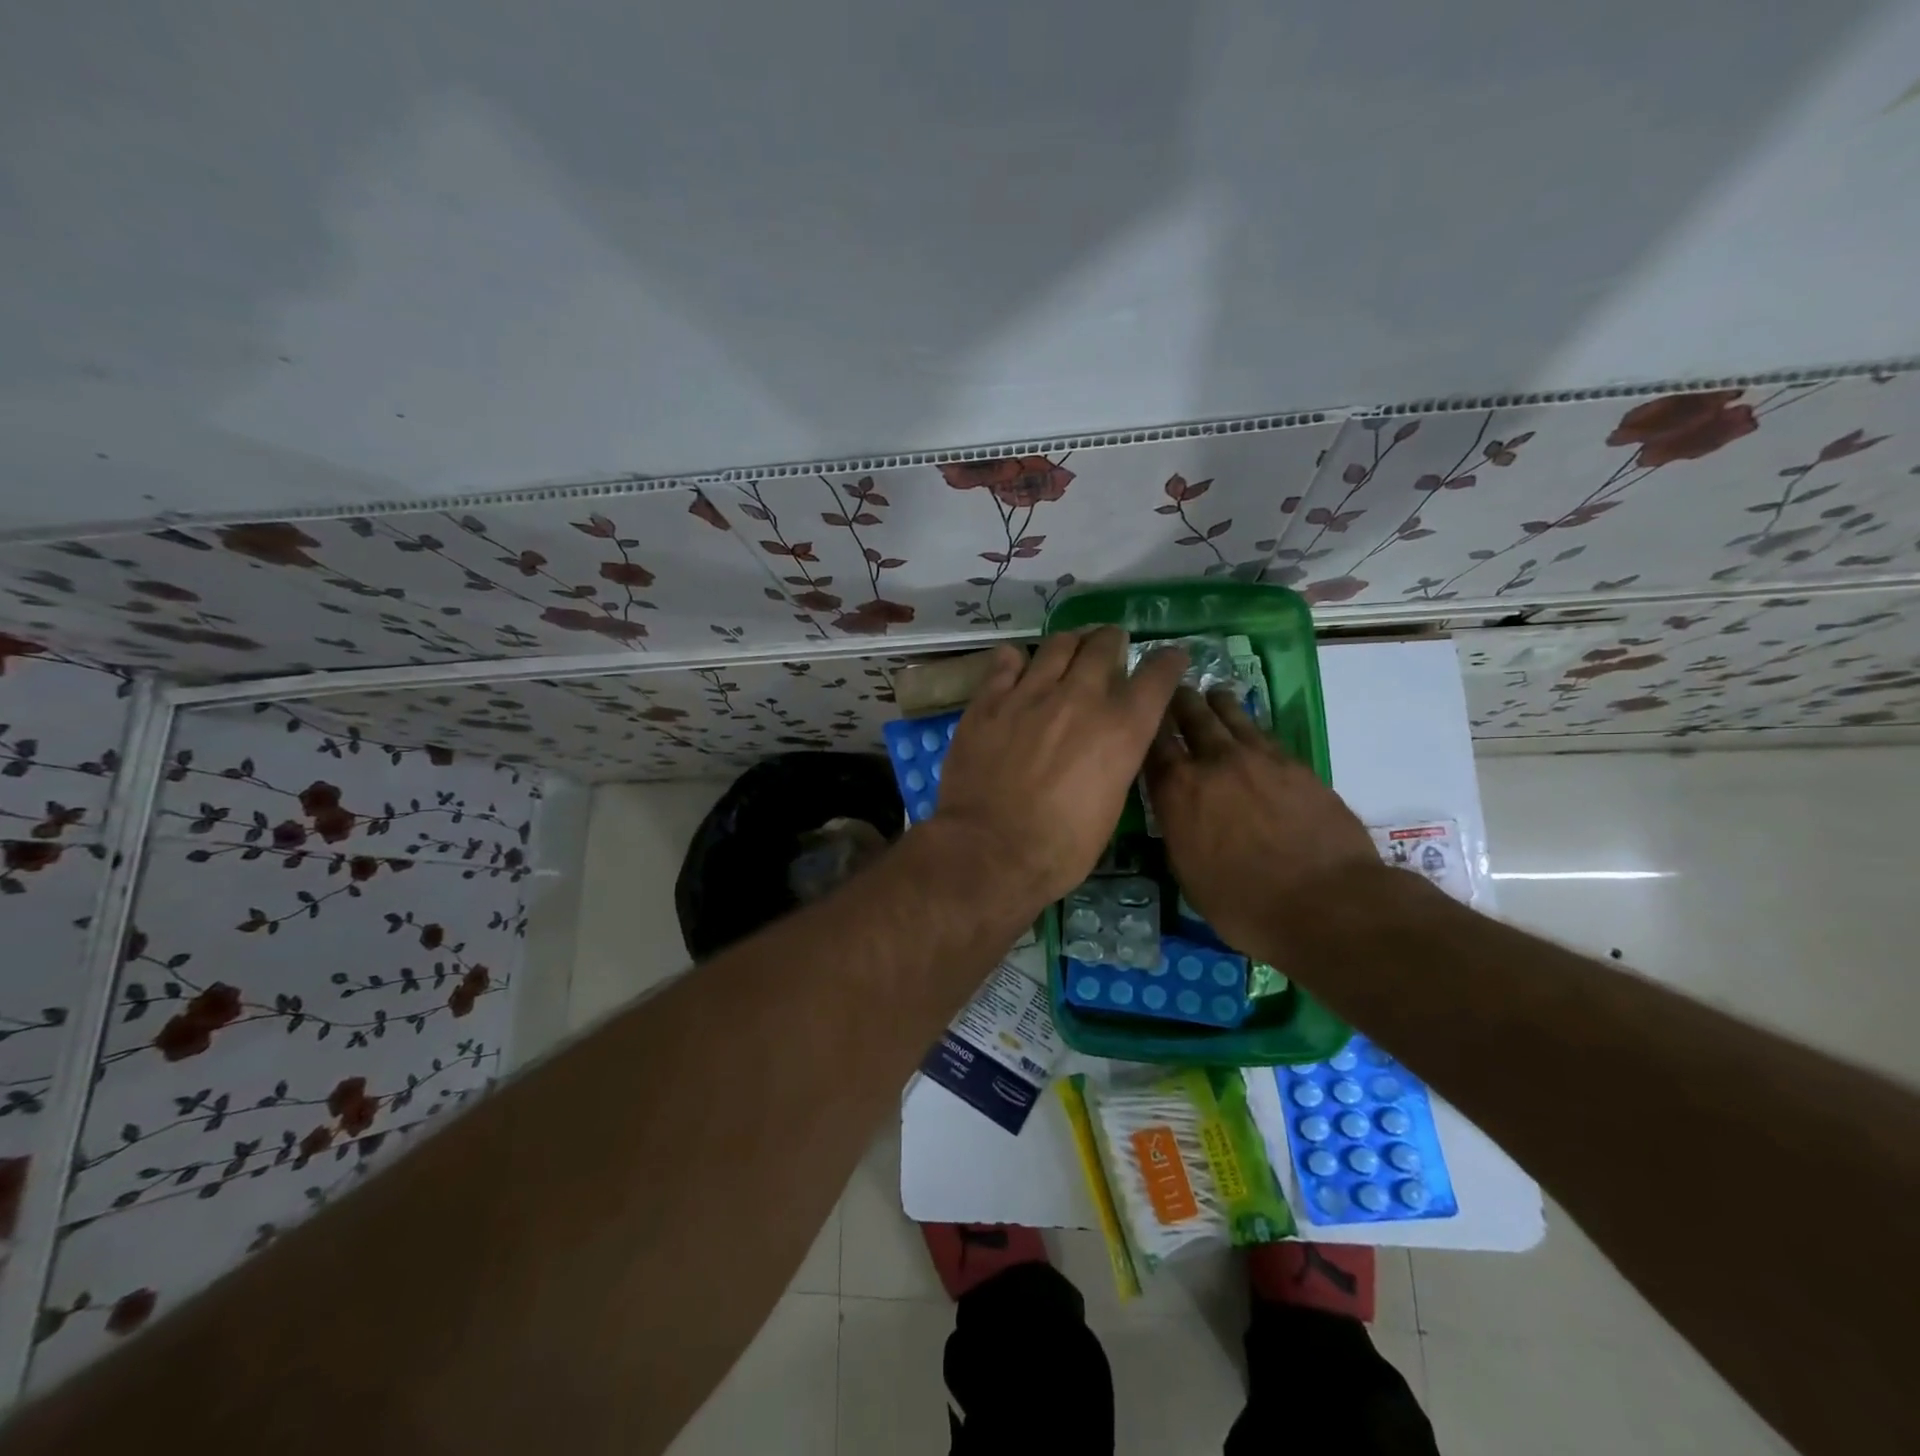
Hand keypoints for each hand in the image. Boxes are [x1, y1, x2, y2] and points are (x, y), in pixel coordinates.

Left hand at [931, 628, 1187, 913]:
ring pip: (1058, 644)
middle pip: (1104, 644)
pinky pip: (1006, 661)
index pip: (1157, 675)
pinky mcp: (989, 701)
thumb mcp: (1111, 807)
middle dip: (1113, 641)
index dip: (1168, 661)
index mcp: (1121, 729)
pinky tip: (1017, 666)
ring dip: (1071, 643)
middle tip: (1110, 646)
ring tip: (1070, 648)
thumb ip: (1116, 761)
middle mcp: (1080, 698)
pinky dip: (1017, 660)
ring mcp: (1031, 694)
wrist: (989, 851)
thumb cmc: (1059, 848)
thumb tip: (1112, 744)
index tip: (1171, 657)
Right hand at [1143, 686, 1378, 959]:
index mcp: (1178, 792)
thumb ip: (1178, 830)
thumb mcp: (1188, 874)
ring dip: (1216, 703)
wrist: (1328, 904)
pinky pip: (1264, 733)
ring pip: (1231, 715)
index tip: (1142, 715)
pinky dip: (1249, 725)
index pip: (1152, 743)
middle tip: (1175, 693)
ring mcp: (1259, 758)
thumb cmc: (1245, 906)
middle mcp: (1214, 763)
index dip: (1145, 724)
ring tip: (1212, 695)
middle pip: (1191, 716)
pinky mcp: (1296, 764)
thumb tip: (1177, 812)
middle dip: (1179, 702)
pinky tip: (1249, 728)